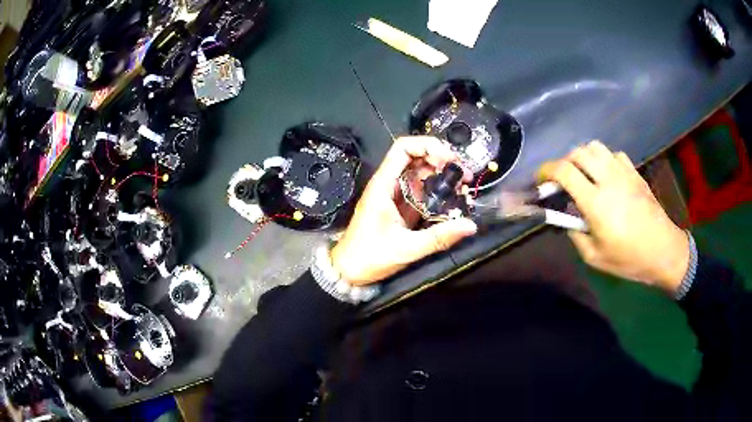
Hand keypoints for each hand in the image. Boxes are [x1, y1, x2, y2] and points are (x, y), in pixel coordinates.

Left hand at [331, 136, 476, 285]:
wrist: (349, 271)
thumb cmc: (369, 257)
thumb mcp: (407, 248)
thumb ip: (439, 237)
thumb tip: (470, 226)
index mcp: (383, 185)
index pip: (403, 148)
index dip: (428, 146)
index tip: (451, 159)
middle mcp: (389, 185)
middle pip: (416, 158)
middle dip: (441, 160)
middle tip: (464, 174)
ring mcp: (394, 195)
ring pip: (420, 174)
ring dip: (441, 176)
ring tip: (463, 186)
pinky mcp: (399, 207)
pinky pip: (420, 191)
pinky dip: (437, 191)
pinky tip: (452, 200)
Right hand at [539, 141, 688, 293]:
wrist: (663, 251)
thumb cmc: (629, 259)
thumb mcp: (595, 257)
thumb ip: (575, 234)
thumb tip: (567, 218)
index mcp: (596, 202)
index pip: (564, 171)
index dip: (546, 170)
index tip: (540, 180)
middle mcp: (608, 180)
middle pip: (578, 152)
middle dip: (564, 162)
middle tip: (563, 181)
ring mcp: (624, 173)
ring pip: (596, 147)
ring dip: (584, 157)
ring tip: (584, 175)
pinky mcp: (635, 173)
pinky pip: (614, 155)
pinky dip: (604, 160)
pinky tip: (607, 176)